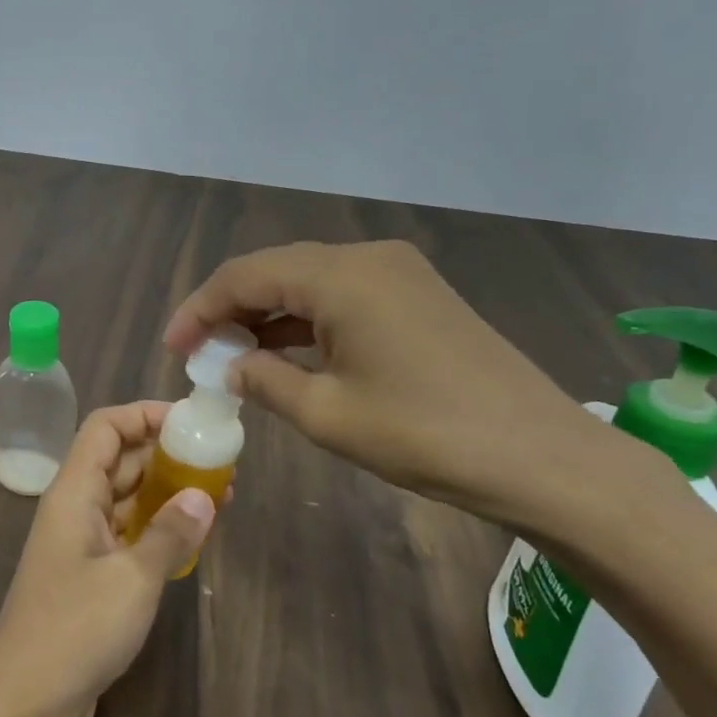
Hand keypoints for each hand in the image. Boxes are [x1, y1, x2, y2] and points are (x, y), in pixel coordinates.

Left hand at [0, 402, 216, 716]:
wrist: (24, 702)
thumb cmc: (75, 630)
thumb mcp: (132, 580)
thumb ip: (170, 533)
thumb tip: (204, 496)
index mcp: (74, 492)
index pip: (105, 427)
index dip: (144, 414)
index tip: (191, 422)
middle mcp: (76, 507)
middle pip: (120, 459)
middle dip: (167, 453)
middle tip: (220, 462)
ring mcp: (82, 542)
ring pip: (127, 497)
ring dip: (168, 491)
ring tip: (220, 495)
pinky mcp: (91, 574)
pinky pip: (128, 532)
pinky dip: (158, 526)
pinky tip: (194, 535)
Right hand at [164, 240, 611, 519]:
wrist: (543, 458)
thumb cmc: (426, 435)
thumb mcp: (328, 414)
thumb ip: (265, 380)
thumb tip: (232, 365)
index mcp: (341, 275)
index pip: (246, 275)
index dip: (200, 308)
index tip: (173, 347)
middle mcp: (367, 258)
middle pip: (276, 271)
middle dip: (231, 309)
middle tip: (199, 352)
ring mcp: (398, 274)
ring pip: (309, 283)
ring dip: (268, 316)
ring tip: (232, 356)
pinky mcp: (418, 297)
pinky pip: (343, 298)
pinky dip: (306, 322)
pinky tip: (286, 354)